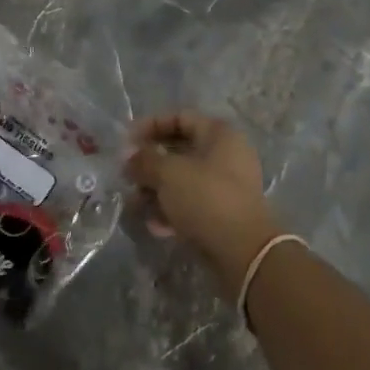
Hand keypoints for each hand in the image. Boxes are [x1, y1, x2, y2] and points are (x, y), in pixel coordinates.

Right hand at [125, 112, 280, 291]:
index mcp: (219, 134)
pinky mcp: (224, 213)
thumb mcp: (168, 173)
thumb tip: (129, 156)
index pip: (179, 117)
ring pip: (183, 180)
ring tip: (135, 205)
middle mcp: (226, 155)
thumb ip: (144, 160)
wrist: (244, 252)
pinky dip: (172, 210)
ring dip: (156, 190)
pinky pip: (191, 203)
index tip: (126, 143)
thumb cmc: (206, 198)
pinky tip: (155, 226)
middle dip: (149, 163)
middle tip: (127, 176)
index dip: (150, 126)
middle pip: (179, 150)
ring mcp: (227, 186)